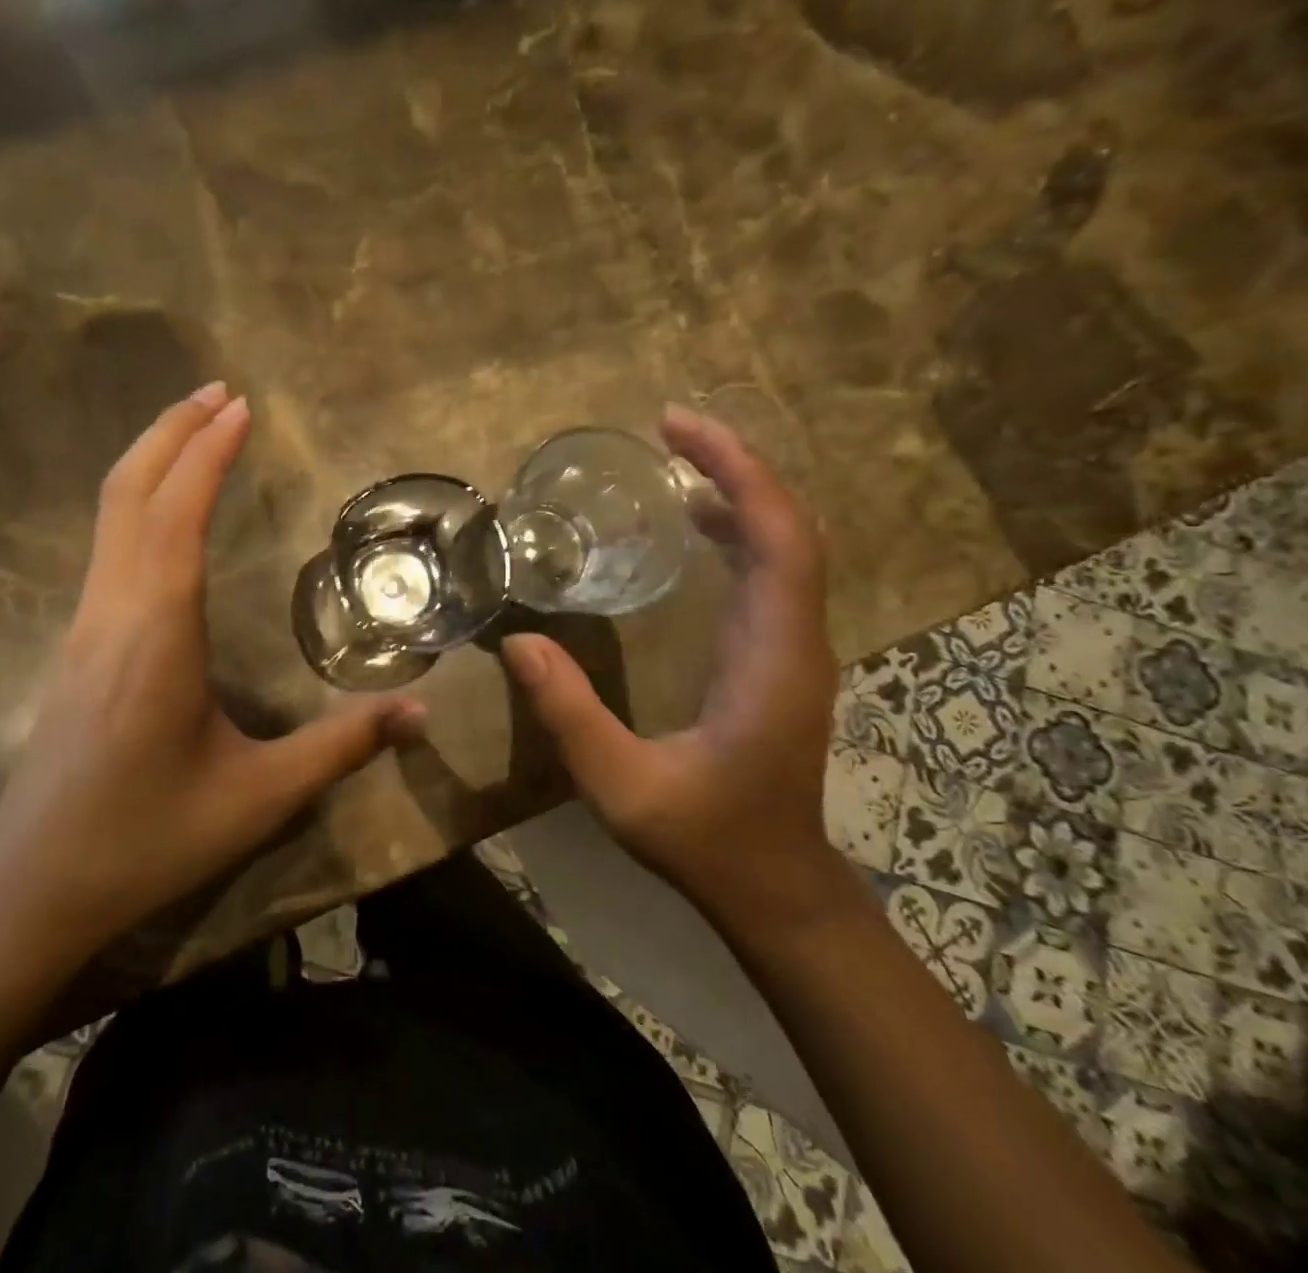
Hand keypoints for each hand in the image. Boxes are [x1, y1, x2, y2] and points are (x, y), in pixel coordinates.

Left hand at [0, 383, 423, 969]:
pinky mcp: (75, 645)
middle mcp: (112, 612)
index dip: (207, 454)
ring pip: (108, 516)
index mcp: (156, 633)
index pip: (177, 516)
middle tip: (217, 392)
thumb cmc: (147, 837)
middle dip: (171, 433)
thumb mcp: (258, 797)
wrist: (35, 884)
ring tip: (194, 429)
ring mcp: (84, 625)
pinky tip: (164, 510)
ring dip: (150, 461)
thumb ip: (340, 747)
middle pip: (128, 493)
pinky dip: (136, 501)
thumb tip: (420, 713)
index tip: (239, 406)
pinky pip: (105, 546)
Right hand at [500, 406, 842, 937]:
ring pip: (786, 545)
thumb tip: (518, 643)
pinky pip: (772, 571)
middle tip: (670, 428)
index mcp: (772, 659)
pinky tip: (694, 525)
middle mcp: (795, 639)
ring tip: (676, 461)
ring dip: (739, 492)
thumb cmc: (704, 838)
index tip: (680, 431)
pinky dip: (738, 530)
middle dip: (736, 466)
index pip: (781, 541)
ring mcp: (792, 646)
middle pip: (789, 527)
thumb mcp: (621, 785)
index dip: (740, 474)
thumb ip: (570, 714)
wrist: (773, 885)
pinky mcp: (777, 655)